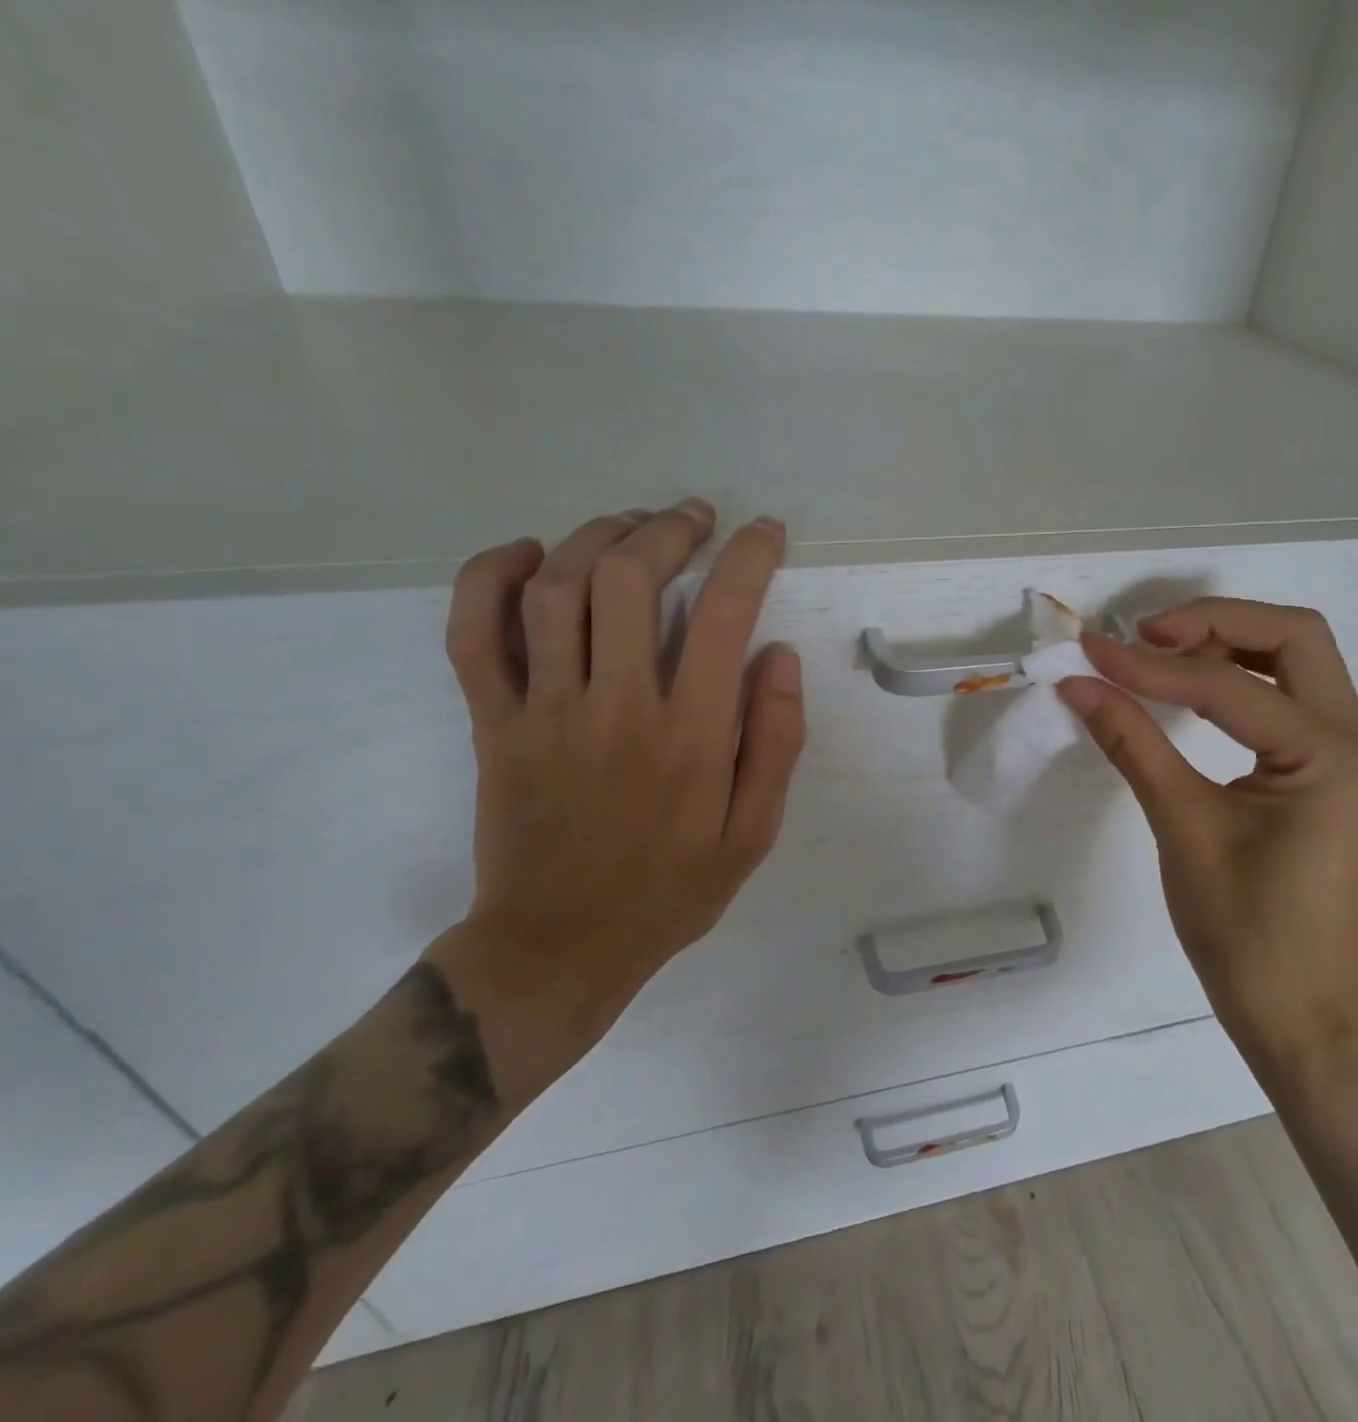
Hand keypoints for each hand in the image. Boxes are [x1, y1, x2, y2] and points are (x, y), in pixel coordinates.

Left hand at [428, 501, 803, 1097]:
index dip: (748, 558)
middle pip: (629, 579)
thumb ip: (776, 742)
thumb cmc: (670, 891)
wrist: (558, 946)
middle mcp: (616, 706)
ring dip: (597, 537)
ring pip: (555, 589)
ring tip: (632, 524)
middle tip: (696, 517)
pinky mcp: (492, 723)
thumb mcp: (753, 833)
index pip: (723, 616)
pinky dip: (490, 578)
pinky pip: (472, 634)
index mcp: (690, 736)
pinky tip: (528, 554)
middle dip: (668, 529)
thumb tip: (779, 656)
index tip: (764, 533)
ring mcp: (543, 710)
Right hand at [1057, 599, 1357, 1055]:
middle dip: (1215, 622)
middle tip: (1146, 636)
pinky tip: (1190, 692)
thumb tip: (1078, 684)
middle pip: (1294, 638)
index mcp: (1331, 756)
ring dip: (1229, 645)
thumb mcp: (1182, 827)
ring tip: (1160, 656)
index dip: (1153, 666)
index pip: (1229, 686)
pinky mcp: (1327, 772)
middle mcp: (1355, 740)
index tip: (1091, 653)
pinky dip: (1239, 681)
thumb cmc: (1243, 931)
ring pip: (1295, 662)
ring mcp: (1347, 755)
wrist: (1296, 1011)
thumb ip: (1131, 743)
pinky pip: (1287, 700)